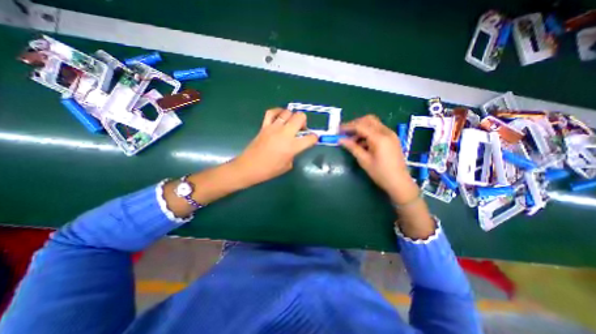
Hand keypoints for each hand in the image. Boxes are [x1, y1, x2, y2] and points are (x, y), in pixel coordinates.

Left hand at [233, 107, 317, 183]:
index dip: (314, 138)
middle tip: (301, 129)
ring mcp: (274, 128)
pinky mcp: (264, 126)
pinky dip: (277, 112)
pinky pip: (271, 113)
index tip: (313, 139)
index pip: (310, 138)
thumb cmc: (269, 170)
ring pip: (287, 112)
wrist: (250, 167)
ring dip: (292, 117)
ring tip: (290, 123)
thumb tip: (294, 147)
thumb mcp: (287, 165)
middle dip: (304, 122)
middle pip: (300, 117)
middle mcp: (285, 134)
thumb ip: (294, 154)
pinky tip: (280, 117)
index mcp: (293, 146)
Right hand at [339, 113, 417, 203]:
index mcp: (379, 138)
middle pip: (368, 120)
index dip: (348, 127)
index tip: (338, 130)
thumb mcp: (364, 161)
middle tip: (345, 132)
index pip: (360, 126)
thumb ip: (352, 147)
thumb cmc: (381, 173)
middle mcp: (386, 132)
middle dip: (355, 124)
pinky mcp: (392, 138)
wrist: (400, 182)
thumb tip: (340, 140)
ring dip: (361, 128)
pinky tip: (361, 143)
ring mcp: (390, 134)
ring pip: (373, 124)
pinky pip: (377, 130)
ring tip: (352, 140)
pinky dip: (368, 133)